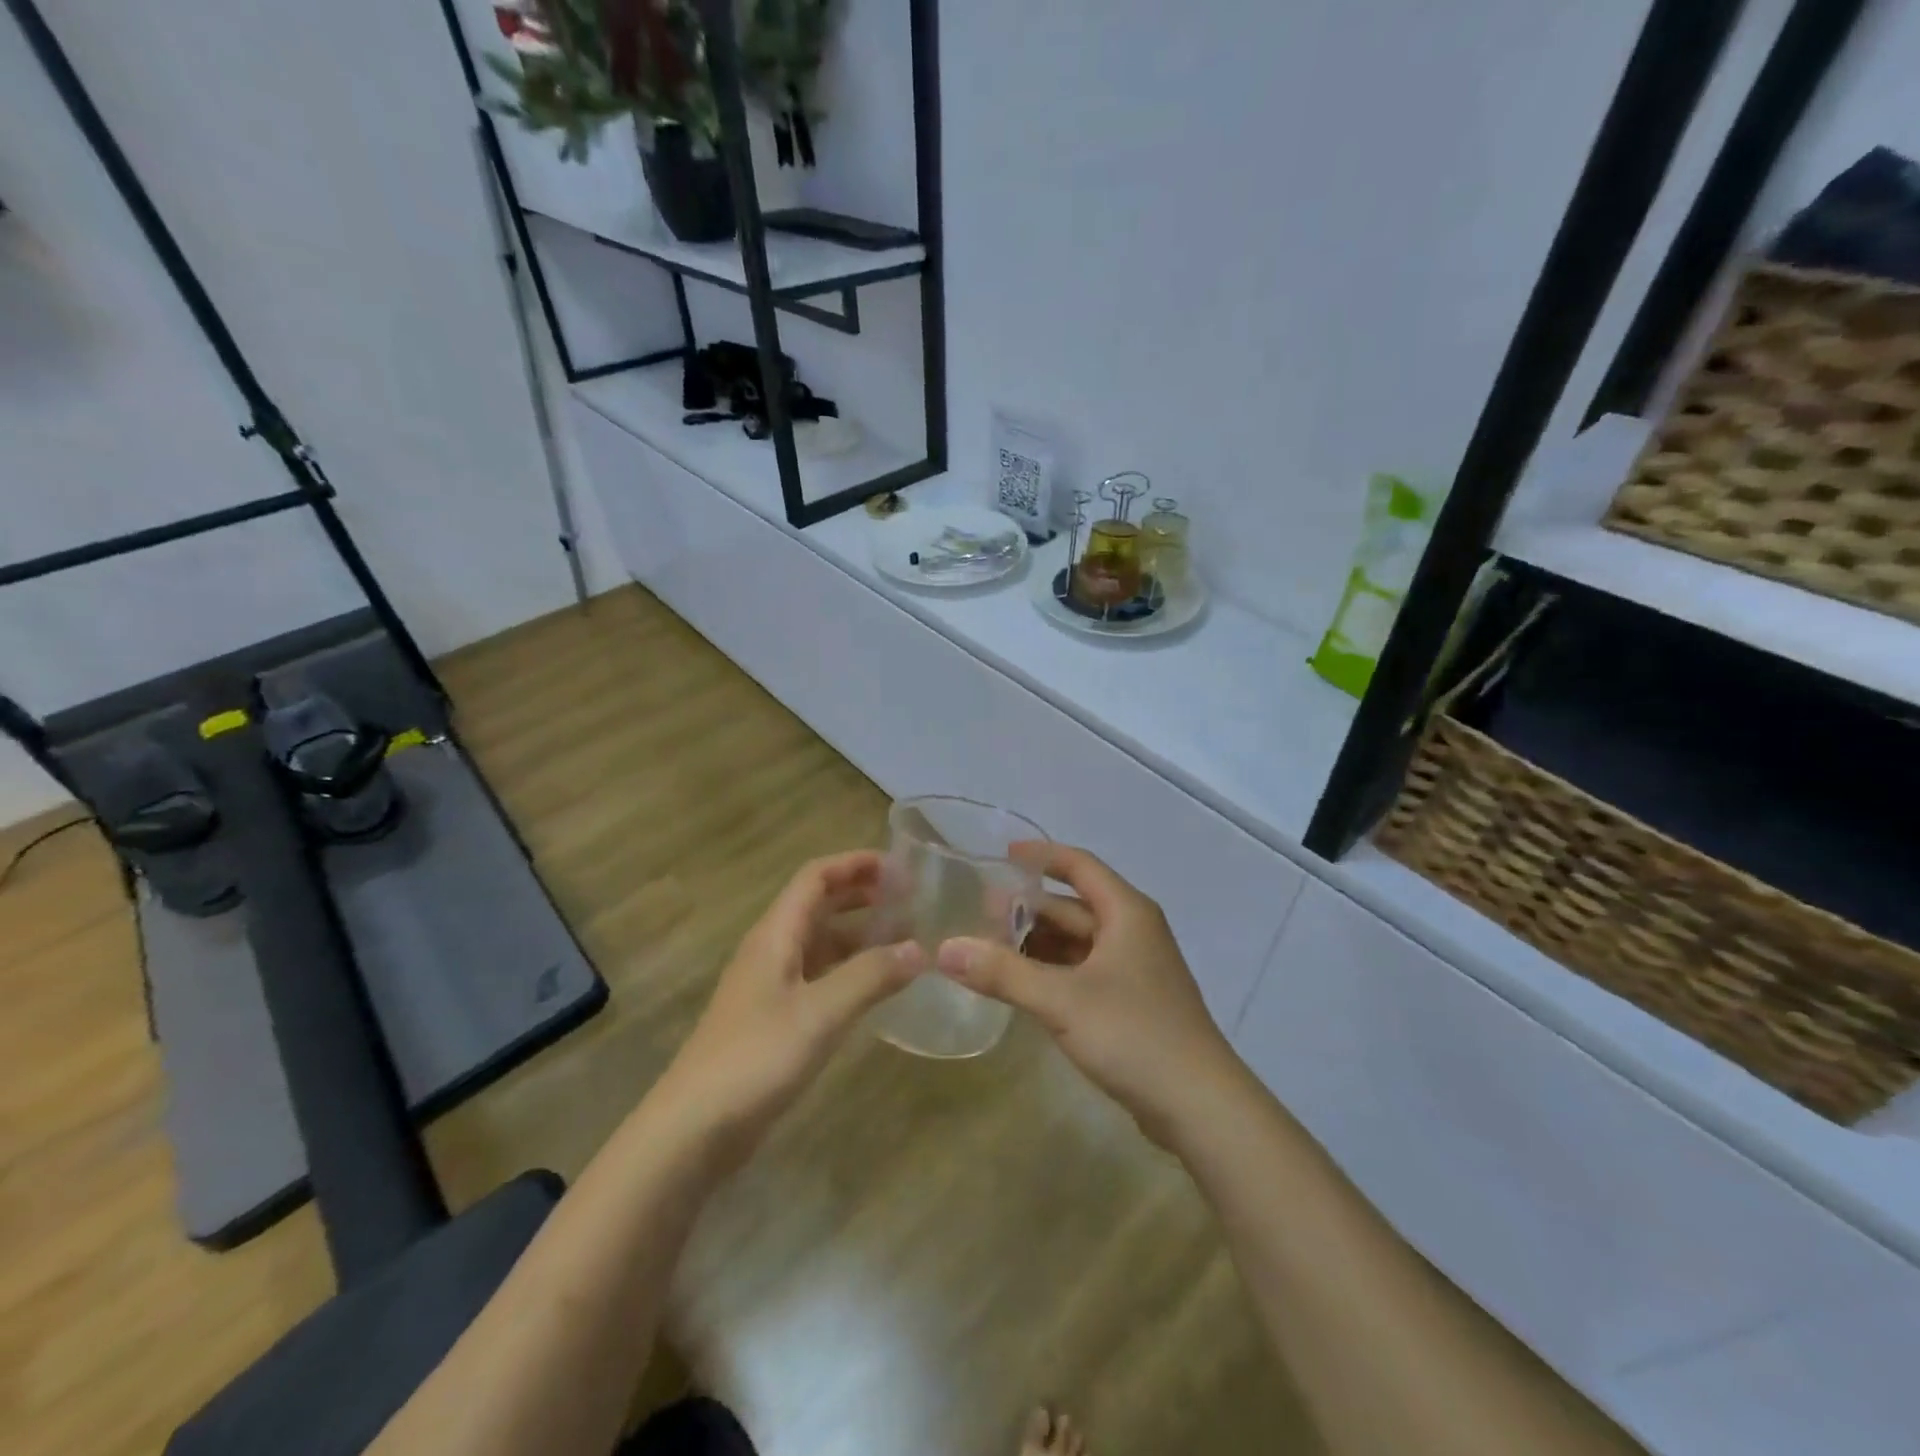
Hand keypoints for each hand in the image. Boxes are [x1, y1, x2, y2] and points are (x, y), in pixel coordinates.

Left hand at [659, 851, 923, 1165]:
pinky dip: (849, 970)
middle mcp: (771, 951)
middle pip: (818, 905)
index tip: (900, 867)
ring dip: (859, 934)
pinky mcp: (773, 1020)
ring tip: (904, 940)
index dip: (856, 864)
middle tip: (910, 899)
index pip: (816, 878)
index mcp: (775, 935)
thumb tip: (920, 949)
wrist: (692, 1130)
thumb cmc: (755, 1059)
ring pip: (820, 943)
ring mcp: (770, 987)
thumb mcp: (821, 1013)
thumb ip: (871, 976)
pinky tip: (875, 987)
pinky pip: (818, 977)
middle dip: (862, 895)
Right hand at [935, 843, 1246, 1146]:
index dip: (1040, 856)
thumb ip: (1002, 973)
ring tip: (990, 949)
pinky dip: (1052, 971)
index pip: (1078, 866)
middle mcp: (1133, 932)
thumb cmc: (1134, 1034)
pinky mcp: (1131, 1003)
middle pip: (1073, 906)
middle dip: (1028, 908)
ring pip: (1077, 943)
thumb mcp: (1062, 1000)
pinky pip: (1083, 972)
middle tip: (979, 914)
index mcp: (1126, 912)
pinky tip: (1021, 985)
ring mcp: (1134, 969)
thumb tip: (945, 949)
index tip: (1000, 855)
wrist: (1200, 1106)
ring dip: (1037, 943)